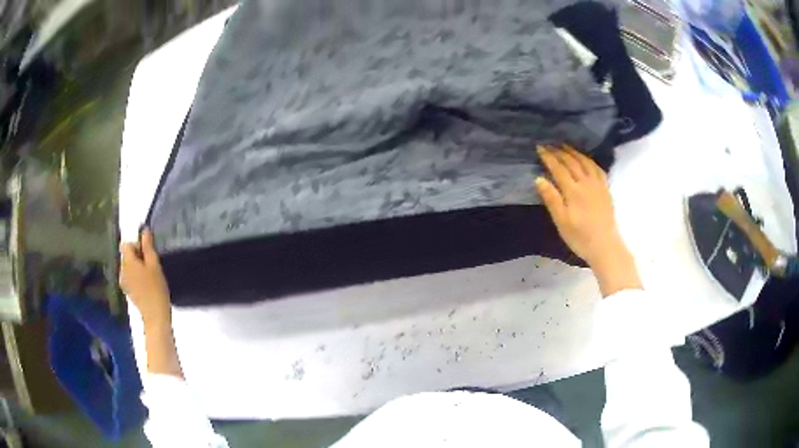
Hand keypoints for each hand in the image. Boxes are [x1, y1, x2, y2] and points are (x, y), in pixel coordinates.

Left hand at [120, 229, 171, 326]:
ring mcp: (123, 282)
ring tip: (149, 276)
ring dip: (137, 267)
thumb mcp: (154, 265)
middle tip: (151, 266)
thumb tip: (144, 230)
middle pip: (126, 255)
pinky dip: (136, 277)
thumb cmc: (156, 289)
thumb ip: (148, 246)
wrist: (155, 316)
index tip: (147, 254)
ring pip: (128, 266)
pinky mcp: (127, 291)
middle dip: (137, 256)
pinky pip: (129, 276)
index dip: (136, 245)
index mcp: (127, 262)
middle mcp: (122, 270)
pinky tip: (146, 286)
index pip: (126, 244)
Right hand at [535, 145, 641, 295]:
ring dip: (574, 152)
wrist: (605, 246)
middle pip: (571, 162)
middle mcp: (586, 183)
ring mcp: (598, 185)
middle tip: (549, 145)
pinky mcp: (606, 189)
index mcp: (573, 190)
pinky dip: (590, 161)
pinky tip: (586, 160)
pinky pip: (598, 169)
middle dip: (559, 152)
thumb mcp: (561, 221)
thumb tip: (539, 178)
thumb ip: (551, 198)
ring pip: (585, 162)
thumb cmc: (580, 237)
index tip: (539, 148)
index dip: (548, 157)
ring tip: (565, 146)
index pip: (558, 168)